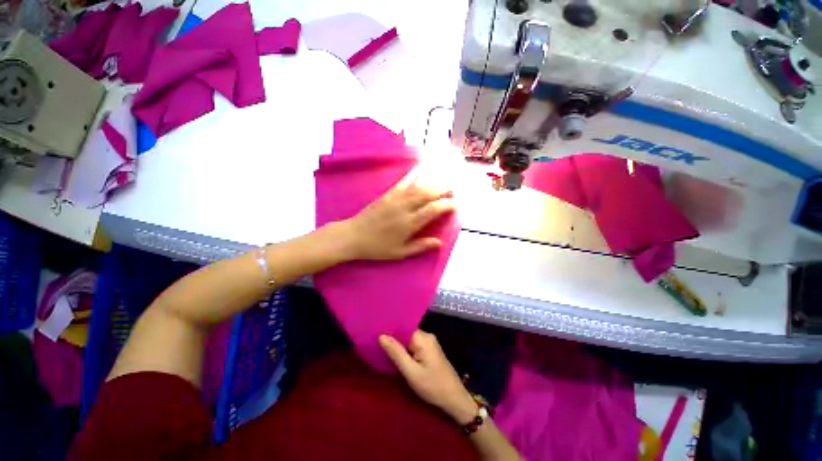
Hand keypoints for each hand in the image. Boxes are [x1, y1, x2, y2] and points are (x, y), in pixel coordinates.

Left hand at [342, 171, 455, 260]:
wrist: (353, 236)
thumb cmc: (377, 247)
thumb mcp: (400, 252)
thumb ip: (420, 246)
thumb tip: (439, 242)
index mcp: (409, 223)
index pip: (433, 209)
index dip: (447, 205)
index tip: (456, 204)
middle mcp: (405, 208)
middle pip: (428, 193)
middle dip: (443, 189)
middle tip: (454, 187)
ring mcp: (395, 198)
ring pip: (418, 186)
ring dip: (433, 181)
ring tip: (443, 178)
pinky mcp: (387, 194)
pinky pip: (403, 182)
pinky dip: (414, 175)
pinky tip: (421, 170)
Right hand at [380, 330, 476, 423]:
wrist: (455, 399)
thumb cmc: (432, 386)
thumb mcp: (411, 372)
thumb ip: (396, 353)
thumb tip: (382, 335)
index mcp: (423, 338)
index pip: (402, 328)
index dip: (390, 331)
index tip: (375, 334)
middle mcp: (427, 336)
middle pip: (406, 333)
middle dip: (393, 339)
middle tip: (377, 344)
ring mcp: (430, 343)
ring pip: (409, 340)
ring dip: (399, 346)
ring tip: (383, 350)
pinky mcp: (431, 350)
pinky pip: (414, 345)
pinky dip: (406, 350)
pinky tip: (397, 356)